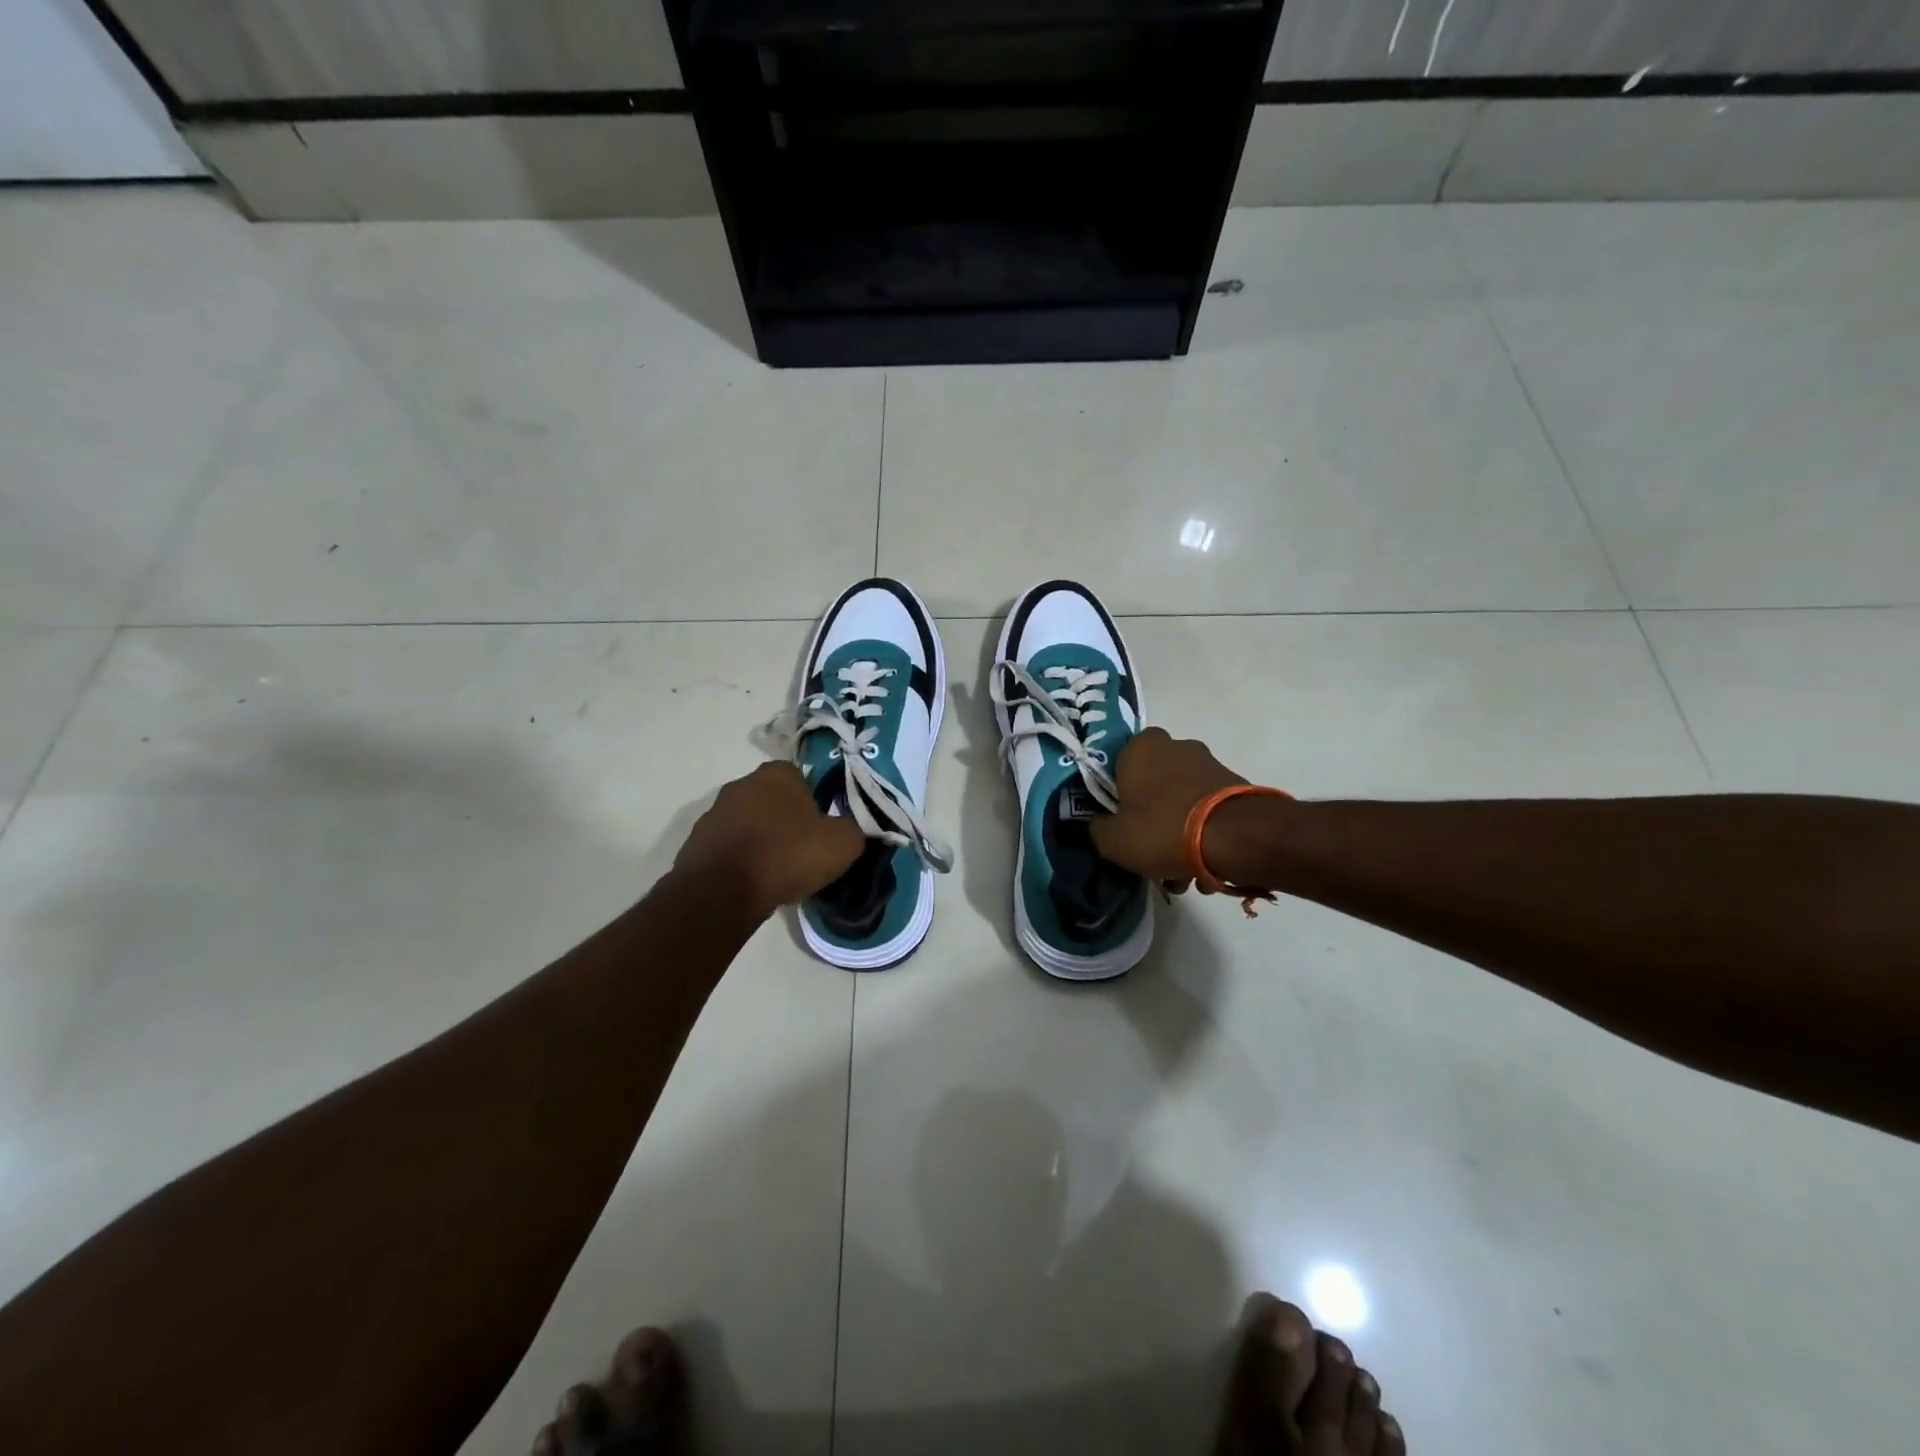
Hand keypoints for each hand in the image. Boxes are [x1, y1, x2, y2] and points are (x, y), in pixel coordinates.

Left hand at [675, 762, 864, 915]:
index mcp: (777, 774)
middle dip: (785, 821)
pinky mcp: (695, 842)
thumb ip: (852, 830)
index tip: (820, 830)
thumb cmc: (786, 856)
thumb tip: (848, 831)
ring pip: (748, 823)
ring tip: (775, 872)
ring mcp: (713, 813)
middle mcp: (741, 784)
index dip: (814, 804)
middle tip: (801, 851)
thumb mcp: (841, 844)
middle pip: (772, 800)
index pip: (802, 779)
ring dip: (760, 840)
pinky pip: (727, 847)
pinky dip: (739, 860)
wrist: (722, 892)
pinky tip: (751, 883)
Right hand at [1090, 727, 1248, 883]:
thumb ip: (1098, 828)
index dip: (1116, 795)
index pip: (1117, 763)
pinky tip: (1205, 868)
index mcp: (1140, 748)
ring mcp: (1208, 763)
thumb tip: (1101, 823)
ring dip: (1179, 833)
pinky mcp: (1234, 784)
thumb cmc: (1163, 829)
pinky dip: (1203, 834)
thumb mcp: (1113, 840)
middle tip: (1151, 853)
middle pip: (1152, 785)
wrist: (1236, 837)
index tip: (1119, 821)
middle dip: (1151, 819)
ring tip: (1183, 874)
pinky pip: (1207, 810)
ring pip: (1181, 801)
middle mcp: (1175, 746)